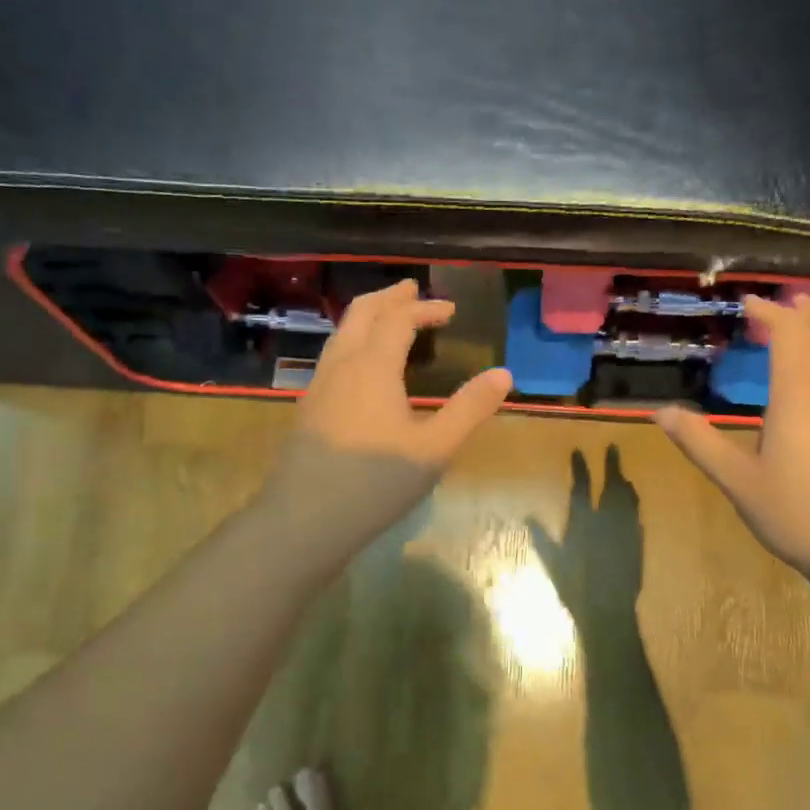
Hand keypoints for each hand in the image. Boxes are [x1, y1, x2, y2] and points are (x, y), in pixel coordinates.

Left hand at [259, 279, 511, 561]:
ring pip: (341, 335)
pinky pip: (332, 358)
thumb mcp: (434, 448)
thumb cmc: (376, 482)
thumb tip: (504, 374)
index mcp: (373, 366)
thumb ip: (469, 409)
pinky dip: (353, 344)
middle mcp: (341, 366)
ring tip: (387, 321)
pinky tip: (361, 371)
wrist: (305, 519)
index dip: (425, 307)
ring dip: (367, 318)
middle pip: (361, 314)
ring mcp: (318, 387)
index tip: (450, 309)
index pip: (399, 319)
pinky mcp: (307, 410)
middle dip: (389, 298)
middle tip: (411, 290)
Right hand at [529, 446, 642, 623]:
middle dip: (612, 465)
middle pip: (612, 486)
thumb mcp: (554, 564)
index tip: (580, 450)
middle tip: (613, 447)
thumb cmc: (576, 589)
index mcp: (584, 523)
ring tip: (624, 473)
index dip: (581, 467)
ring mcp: (626, 531)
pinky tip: (634, 502)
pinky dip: (634, 505)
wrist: (610, 611)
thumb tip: (529, 518)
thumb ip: (543, 540)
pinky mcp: (638, 544)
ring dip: (625, 483)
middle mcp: (607, 521)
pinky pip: (637, 517)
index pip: (582, 487)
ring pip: (628, 499)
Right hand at [655, 294, 809, 591]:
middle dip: (809, 310)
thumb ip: (700, 443)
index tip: (746, 303)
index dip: (769, 311)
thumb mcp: (739, 481)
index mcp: (801, 392)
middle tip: (784, 307)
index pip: (790, 331)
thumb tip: (660, 413)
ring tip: (806, 337)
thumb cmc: (800, 513)